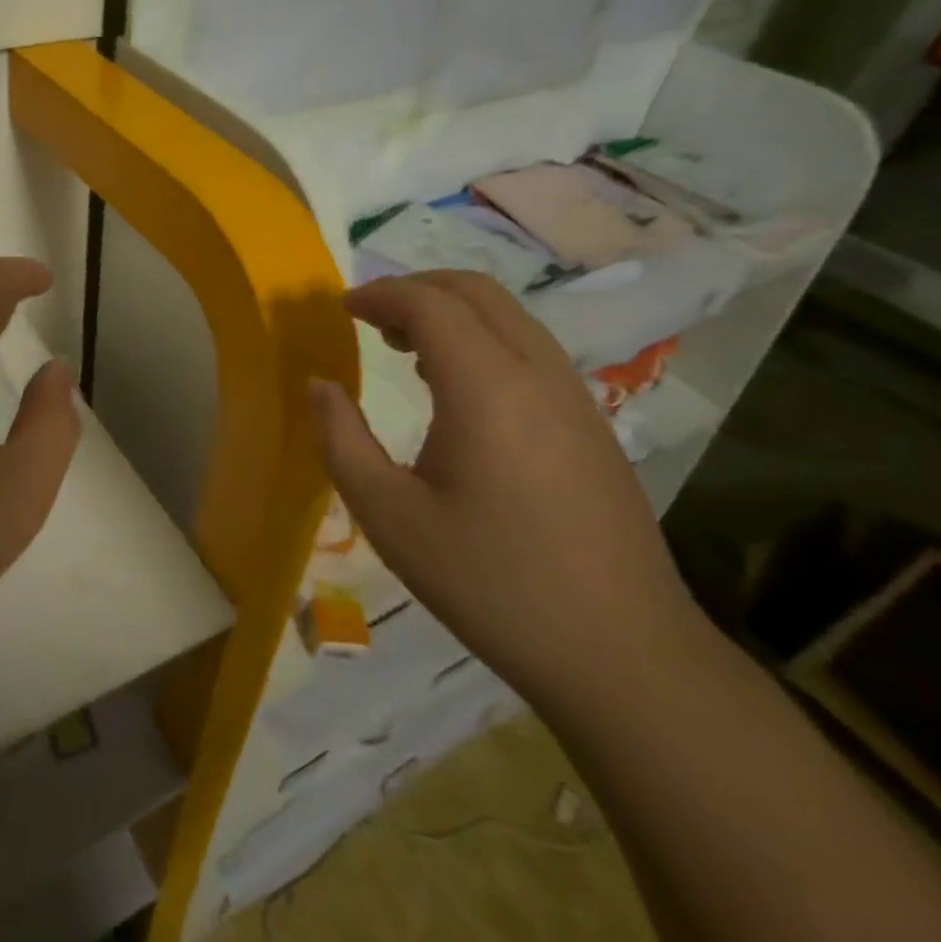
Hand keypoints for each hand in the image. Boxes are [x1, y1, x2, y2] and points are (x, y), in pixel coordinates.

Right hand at [309, 270, 703, 708]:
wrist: (621, 652)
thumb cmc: (490, 582)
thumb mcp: (390, 516)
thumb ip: (342, 440)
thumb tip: (319, 385)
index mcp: (487, 387)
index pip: (430, 304)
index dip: (380, 294)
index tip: (341, 308)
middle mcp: (538, 374)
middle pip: (477, 293)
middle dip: (417, 290)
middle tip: (371, 320)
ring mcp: (575, 396)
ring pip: (510, 317)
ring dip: (453, 314)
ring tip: (405, 350)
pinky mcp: (592, 424)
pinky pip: (531, 350)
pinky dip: (484, 341)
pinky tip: (458, 392)